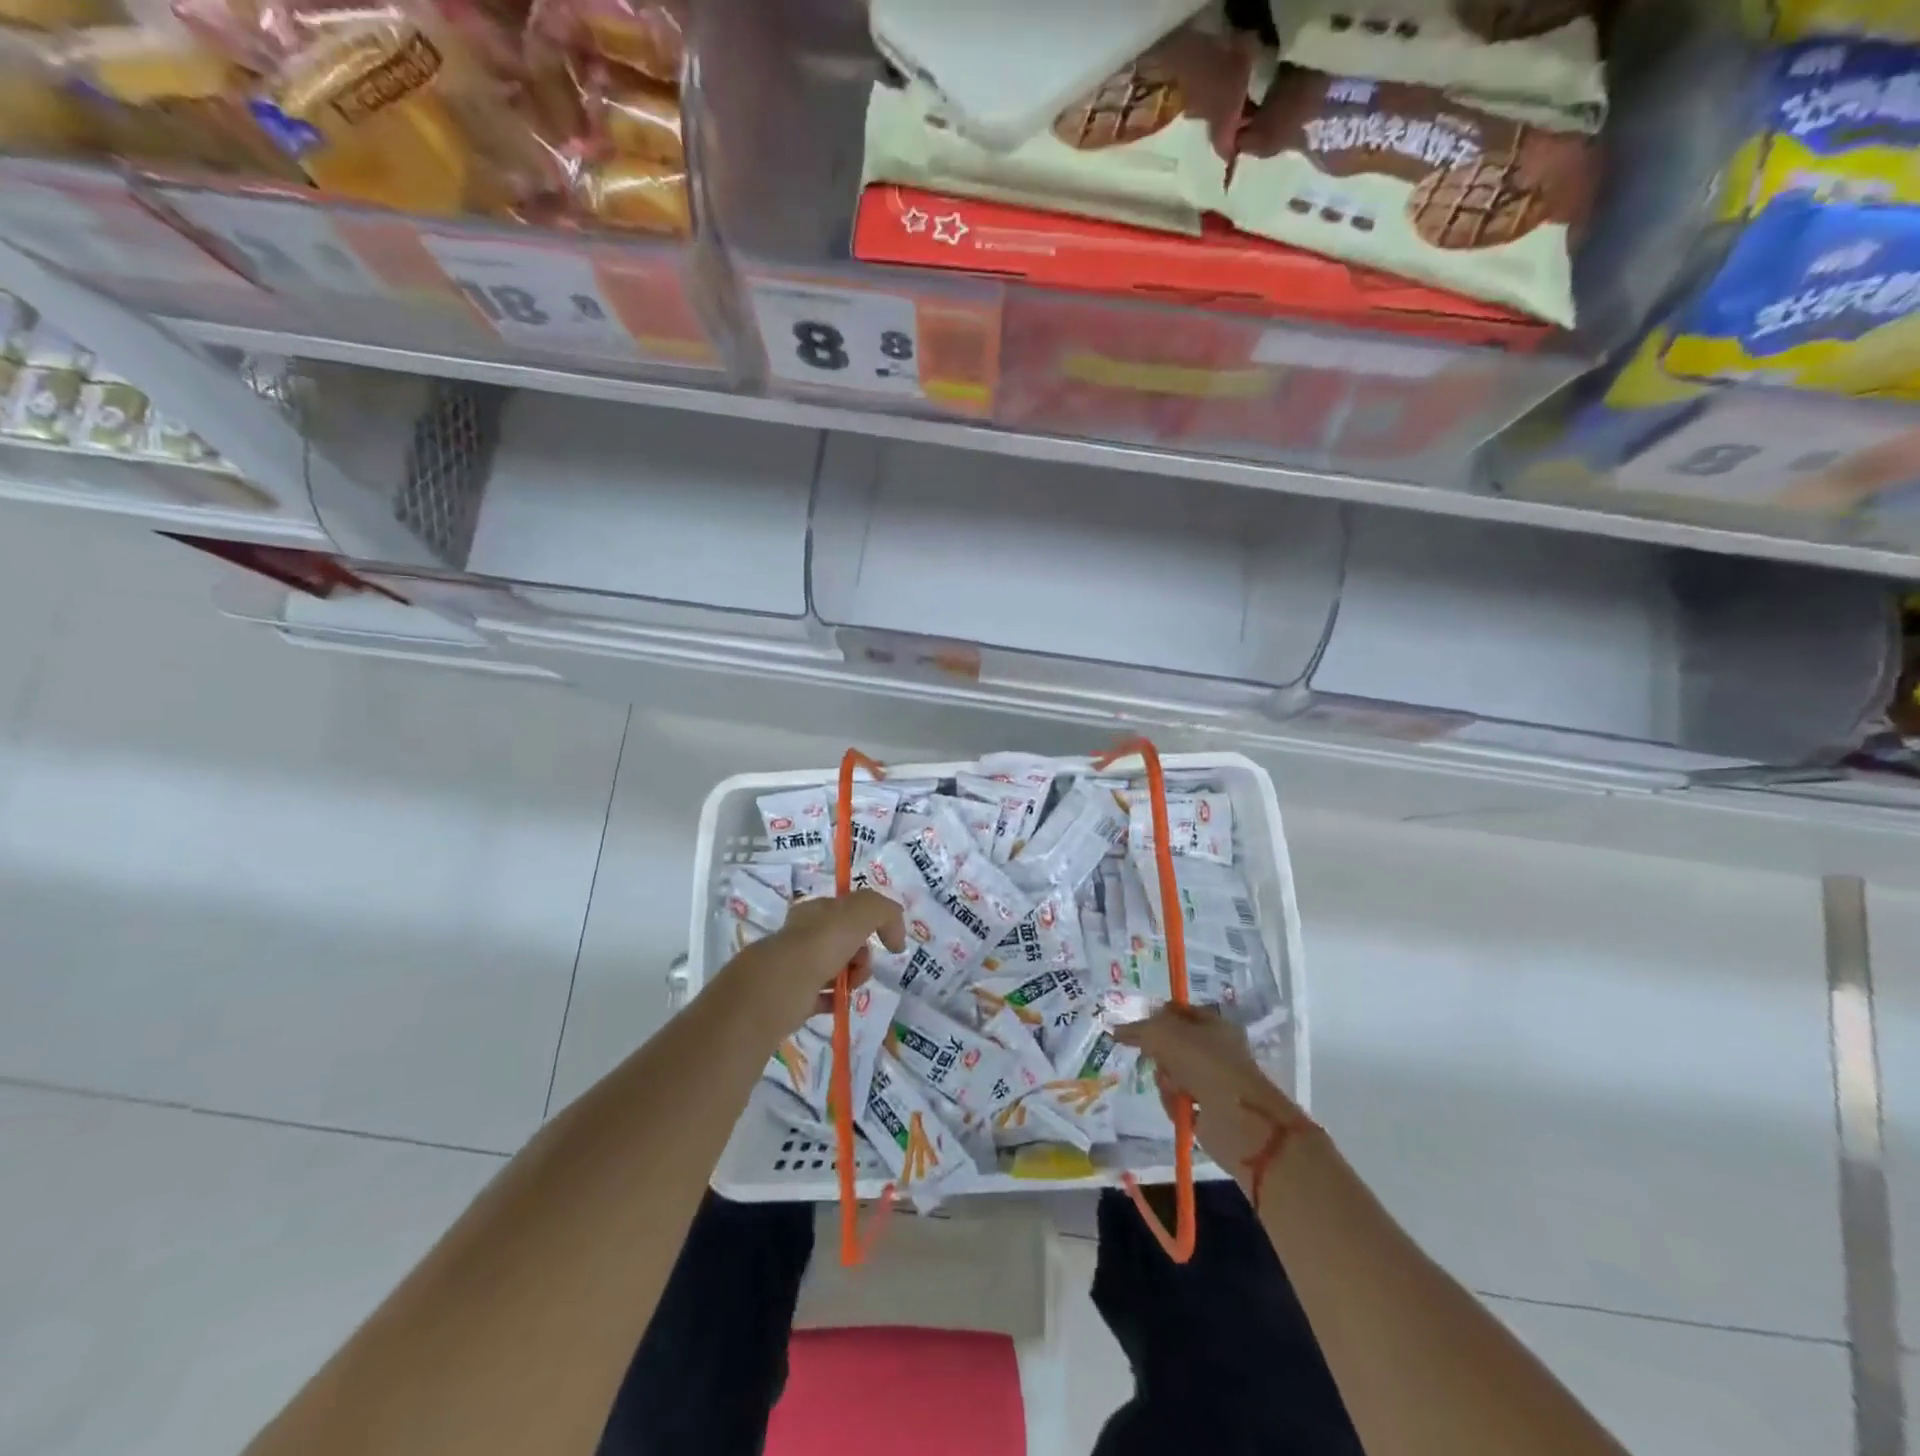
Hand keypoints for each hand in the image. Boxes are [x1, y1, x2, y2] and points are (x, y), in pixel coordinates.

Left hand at [717, 890, 905, 1035]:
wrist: (781, 987)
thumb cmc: (821, 943)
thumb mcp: (862, 911)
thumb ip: (885, 911)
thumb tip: (896, 935)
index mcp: (815, 910)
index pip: (847, 910)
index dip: (870, 922)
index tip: (884, 940)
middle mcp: (802, 935)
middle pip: (843, 941)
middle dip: (862, 953)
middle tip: (862, 965)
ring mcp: (794, 966)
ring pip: (833, 969)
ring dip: (851, 977)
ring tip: (851, 987)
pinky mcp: (790, 996)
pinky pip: (820, 997)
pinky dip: (833, 1000)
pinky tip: (839, 1003)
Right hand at [1113, 1006, 1314, 1203]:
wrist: (1238, 1120)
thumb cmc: (1204, 1065)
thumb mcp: (1164, 1035)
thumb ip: (1139, 1030)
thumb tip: (1117, 1030)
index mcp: (1214, 1024)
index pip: (1179, 1012)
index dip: (1158, 1017)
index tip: (1139, 1030)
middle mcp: (1216, 1050)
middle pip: (1172, 1044)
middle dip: (1159, 1054)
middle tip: (1154, 1059)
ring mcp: (1214, 1080)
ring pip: (1172, 1073)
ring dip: (1165, 1081)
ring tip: (1173, 1089)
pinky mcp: (1210, 1109)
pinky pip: (1179, 1099)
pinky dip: (1174, 1103)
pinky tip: (1179, 1107)